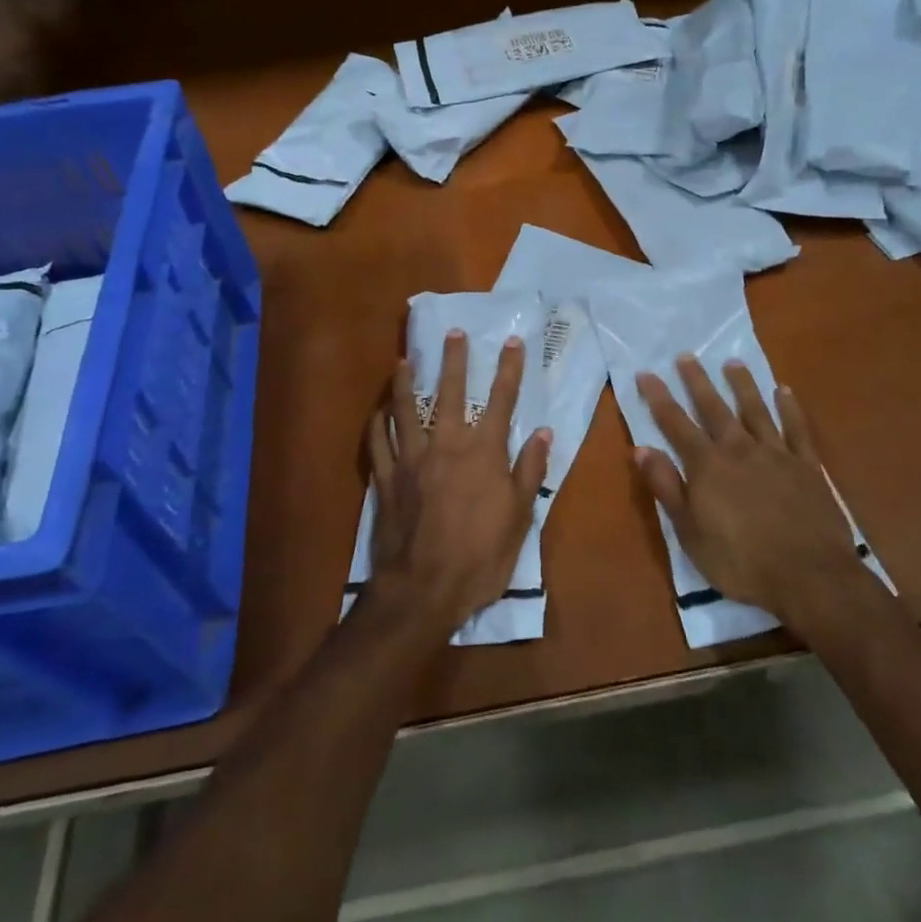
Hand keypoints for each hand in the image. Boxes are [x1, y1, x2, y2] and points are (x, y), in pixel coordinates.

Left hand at [367, 329, 551, 635]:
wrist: (423, 588)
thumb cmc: (479, 557)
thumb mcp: (518, 518)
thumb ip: (529, 472)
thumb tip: (543, 433)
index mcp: (483, 452)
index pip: (500, 400)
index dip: (508, 369)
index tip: (512, 342)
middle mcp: (446, 444)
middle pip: (449, 392)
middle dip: (453, 359)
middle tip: (453, 332)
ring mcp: (410, 458)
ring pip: (406, 408)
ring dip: (405, 381)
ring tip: (405, 360)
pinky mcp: (385, 476)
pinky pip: (377, 440)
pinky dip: (378, 421)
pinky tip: (379, 410)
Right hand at [634, 358, 860, 623]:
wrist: (810, 577)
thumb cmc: (741, 561)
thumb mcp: (690, 533)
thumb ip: (666, 488)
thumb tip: (641, 449)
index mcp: (707, 466)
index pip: (676, 424)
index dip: (659, 398)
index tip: (646, 373)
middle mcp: (739, 450)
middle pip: (714, 408)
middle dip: (697, 381)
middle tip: (686, 355)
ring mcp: (777, 455)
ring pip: (756, 410)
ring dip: (742, 385)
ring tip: (732, 362)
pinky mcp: (808, 467)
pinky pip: (798, 430)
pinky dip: (790, 408)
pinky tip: (784, 391)